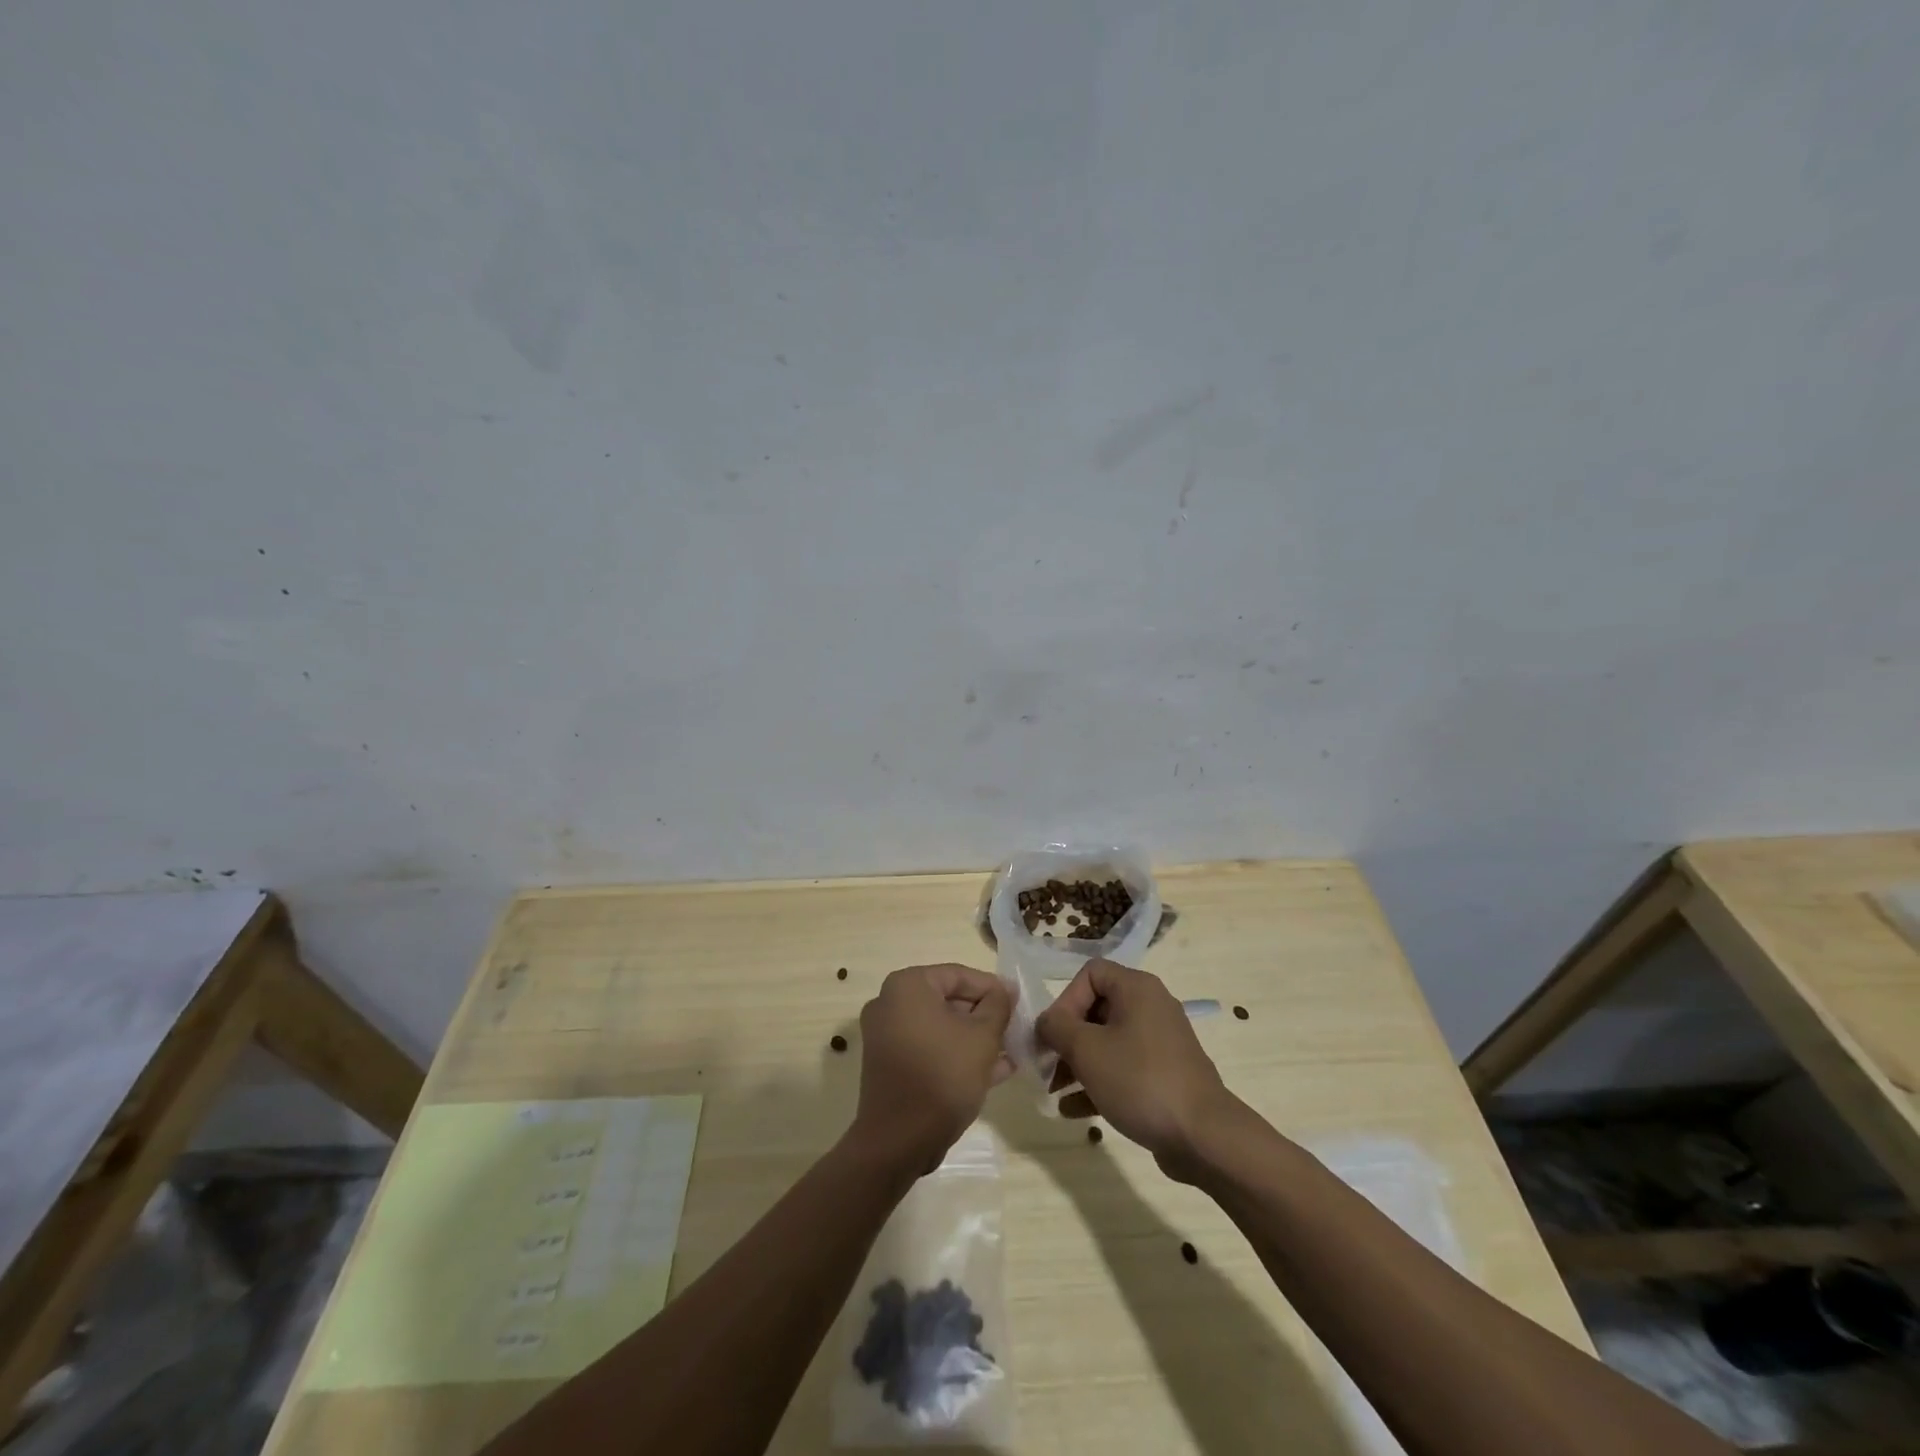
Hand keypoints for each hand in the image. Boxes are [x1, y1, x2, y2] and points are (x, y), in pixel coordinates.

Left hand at [851, 963, 1012, 1171]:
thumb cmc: (943, 1076)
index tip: (1018, 1003)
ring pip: (941, 1028)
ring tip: (1011, 1051)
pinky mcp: (891, 1065)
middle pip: (948, 1000)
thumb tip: (1005, 989)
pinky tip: (994, 1071)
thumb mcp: (982, 1036)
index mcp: (907, 986)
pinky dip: (957, 1055)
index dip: (992, 988)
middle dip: (984, 1016)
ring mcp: (887, 1036)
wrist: (899, 1141)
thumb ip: (998, 1006)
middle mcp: (890, 1004)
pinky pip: (930, 1049)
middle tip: (1015, 1029)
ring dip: (975, 1039)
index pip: (958, 975)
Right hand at [1036, 959, 1237, 1178]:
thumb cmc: (1140, 1080)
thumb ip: (1057, 1028)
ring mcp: (1160, 1042)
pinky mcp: (1164, 1074)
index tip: (1054, 1035)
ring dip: (1077, 1064)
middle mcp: (1151, 1007)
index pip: (1090, 974)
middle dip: (1067, 1038)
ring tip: (1055, 1091)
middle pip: (1096, 1009)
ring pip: (1107, 1042)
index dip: (1065, 1000)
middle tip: (1046, 1065)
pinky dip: (1099, 1082)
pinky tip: (1074, 1111)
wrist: (1203, 1136)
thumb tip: (1046, 1022)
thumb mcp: (1087, 1050)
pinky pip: (1123, 1067)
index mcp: (1136, 989)